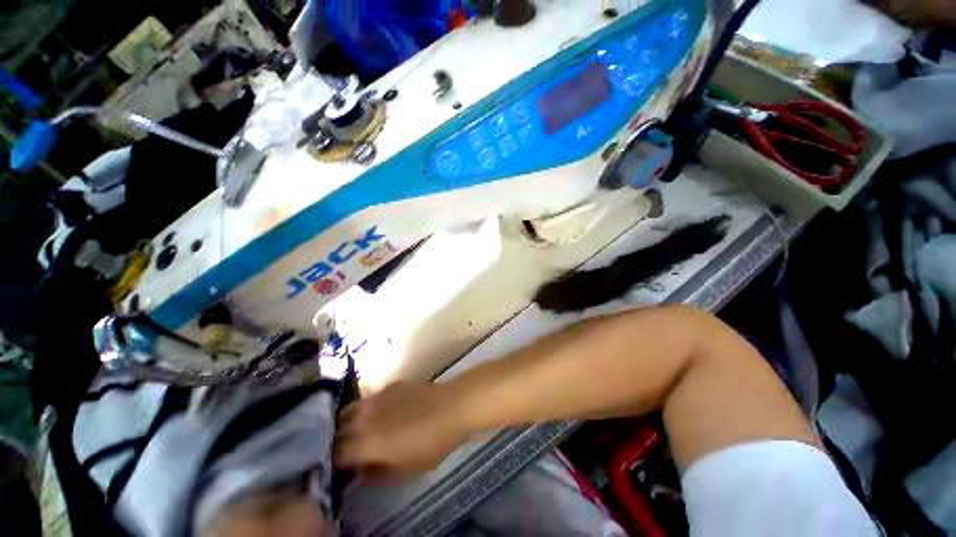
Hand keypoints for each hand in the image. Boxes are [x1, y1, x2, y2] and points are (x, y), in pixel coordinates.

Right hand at [335, 382, 470, 476]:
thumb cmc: (432, 443)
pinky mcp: (390, 385)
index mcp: (367, 442)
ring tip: (358, 430)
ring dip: (348, 422)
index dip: (336, 463)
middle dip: (338, 441)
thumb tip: (361, 469)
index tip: (342, 467)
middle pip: (338, 429)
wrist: (452, 406)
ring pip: (350, 409)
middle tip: (348, 449)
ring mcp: (378, 397)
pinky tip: (380, 412)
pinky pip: (369, 397)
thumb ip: (377, 471)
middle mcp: (366, 417)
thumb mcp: (405, 469)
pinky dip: (366, 408)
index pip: (336, 454)